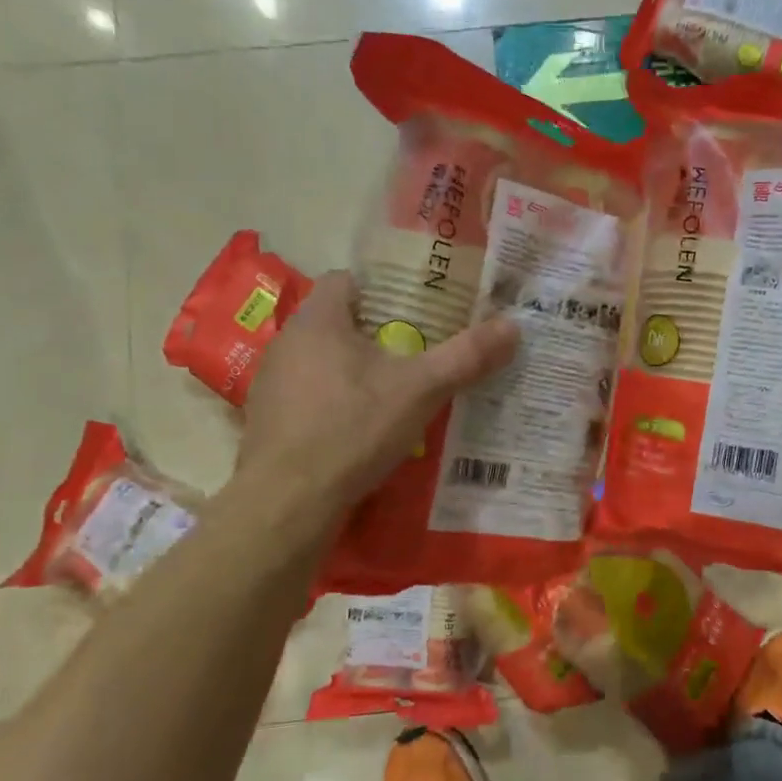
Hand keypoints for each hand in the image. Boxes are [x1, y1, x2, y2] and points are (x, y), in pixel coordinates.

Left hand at [238, 270, 518, 511]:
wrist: (287, 501)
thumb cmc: (352, 428)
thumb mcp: (421, 390)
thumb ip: (466, 356)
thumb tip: (513, 326)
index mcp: (318, 320)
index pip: (347, 279)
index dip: (384, 288)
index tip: (419, 308)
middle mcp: (287, 342)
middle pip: (339, 321)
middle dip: (379, 332)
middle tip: (420, 349)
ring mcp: (272, 383)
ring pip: (324, 360)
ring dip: (357, 369)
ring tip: (397, 390)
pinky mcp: (268, 420)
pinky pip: (310, 395)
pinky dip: (337, 401)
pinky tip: (362, 428)